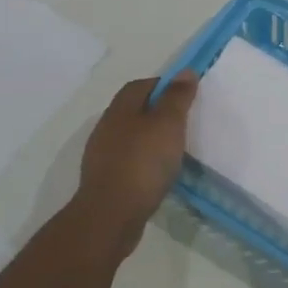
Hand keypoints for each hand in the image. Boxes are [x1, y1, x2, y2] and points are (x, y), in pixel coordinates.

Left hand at [74, 73, 198, 239]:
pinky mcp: (105, 180)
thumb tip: (185, 71)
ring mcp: (103, 156)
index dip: (162, 85)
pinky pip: (128, 161)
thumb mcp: (168, 124)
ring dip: (150, 138)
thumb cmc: (143, 163)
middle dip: (156, 112)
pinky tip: (158, 173)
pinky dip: (144, 161)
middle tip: (183, 122)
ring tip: (174, 149)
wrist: (111, 215)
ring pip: (130, 137)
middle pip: (133, 110)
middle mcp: (107, 127)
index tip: (185, 95)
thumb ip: (177, 97)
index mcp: (120, 109)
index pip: (140, 85)